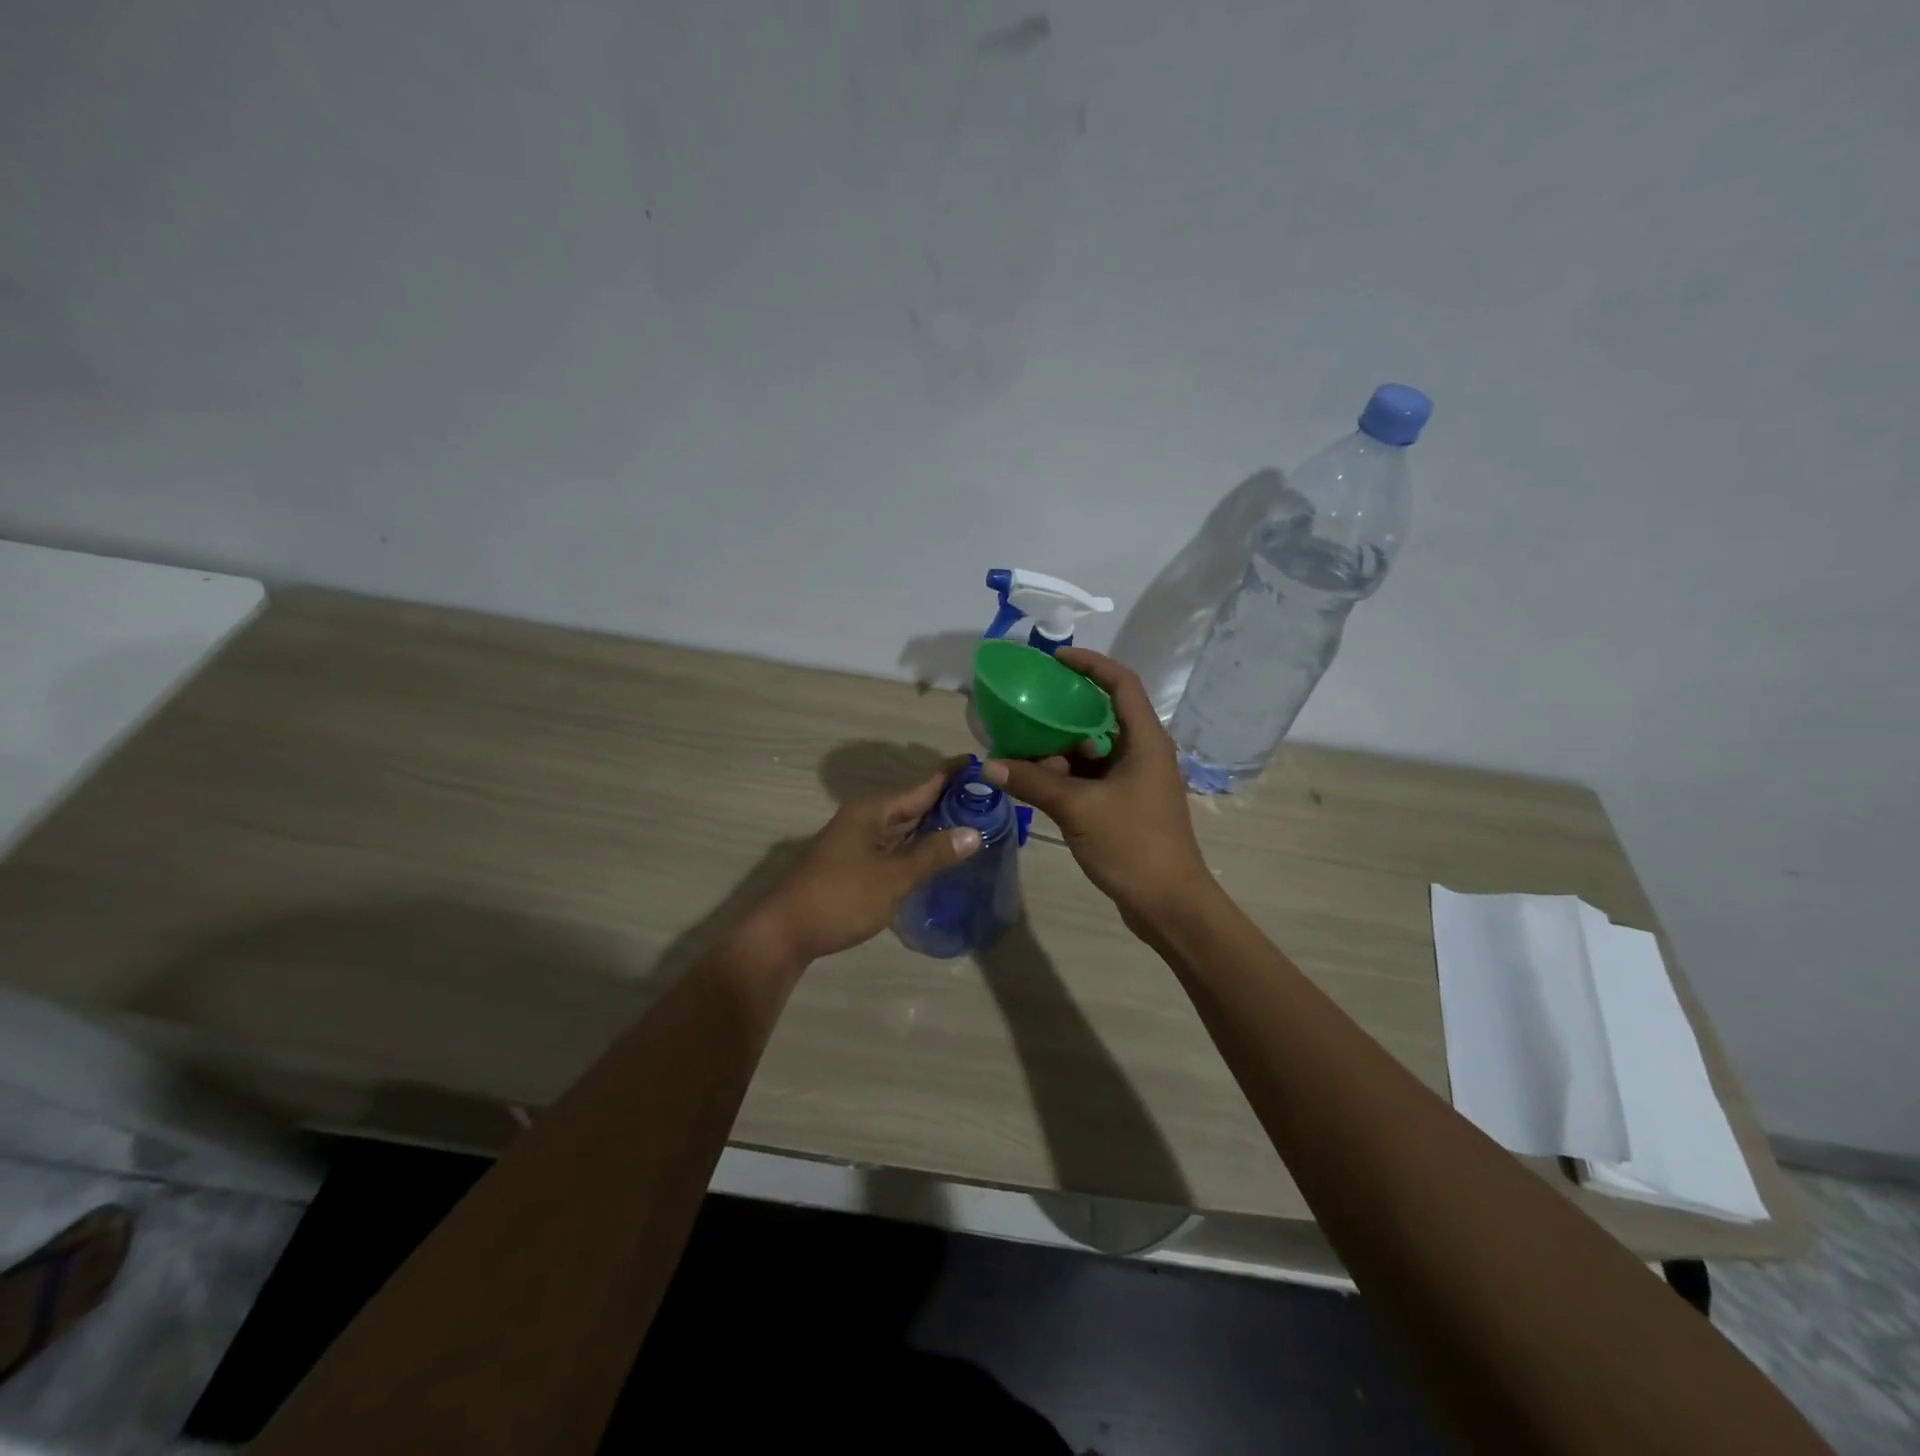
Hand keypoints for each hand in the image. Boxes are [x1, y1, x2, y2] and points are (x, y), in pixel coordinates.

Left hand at [759, 771, 982, 963]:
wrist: (787, 932)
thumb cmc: (842, 898)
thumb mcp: (893, 877)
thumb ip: (933, 854)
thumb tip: (974, 832)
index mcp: (872, 811)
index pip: (921, 787)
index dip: (950, 776)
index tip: (979, 765)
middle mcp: (864, 819)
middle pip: (912, 805)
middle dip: (946, 803)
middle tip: (986, 800)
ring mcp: (856, 842)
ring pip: (902, 828)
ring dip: (932, 827)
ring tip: (971, 824)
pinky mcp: (854, 864)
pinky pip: (893, 847)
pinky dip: (916, 847)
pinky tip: (935, 856)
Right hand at [983, 648, 1211, 929]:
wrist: (1169, 904)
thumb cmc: (1132, 845)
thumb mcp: (1078, 809)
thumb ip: (1033, 783)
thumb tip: (990, 764)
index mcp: (1145, 741)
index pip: (1121, 684)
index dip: (1091, 664)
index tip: (1055, 659)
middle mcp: (1143, 753)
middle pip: (1102, 716)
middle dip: (1063, 711)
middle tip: (1026, 706)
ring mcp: (1135, 781)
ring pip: (1093, 751)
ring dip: (1059, 749)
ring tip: (1020, 748)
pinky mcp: (1126, 805)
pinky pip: (1092, 777)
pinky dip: (1065, 776)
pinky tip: (1035, 782)